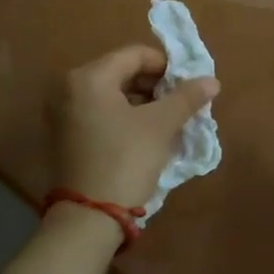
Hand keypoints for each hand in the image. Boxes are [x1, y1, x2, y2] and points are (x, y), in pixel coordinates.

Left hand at [51, 44, 218, 211]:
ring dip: (142, 102)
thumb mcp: (161, 125)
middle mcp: (69, 88)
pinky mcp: (64, 136)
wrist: (89, 218)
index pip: (135, 55)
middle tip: (180, 103)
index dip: (166, 66)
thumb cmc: (125, 160)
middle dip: (155, 85)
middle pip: (121, 72)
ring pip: (111, 94)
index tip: (188, 85)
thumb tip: (211, 81)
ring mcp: (62, 113)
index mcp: (88, 77)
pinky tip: (145, 134)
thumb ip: (186, 97)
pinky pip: (100, 113)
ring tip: (167, 120)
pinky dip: (124, 117)